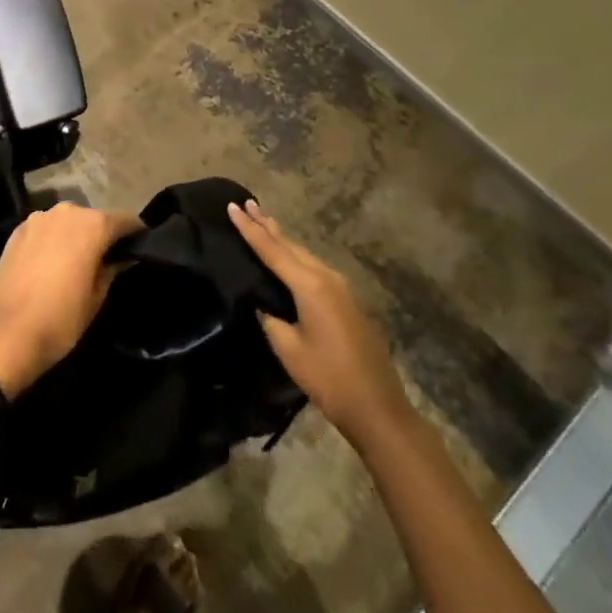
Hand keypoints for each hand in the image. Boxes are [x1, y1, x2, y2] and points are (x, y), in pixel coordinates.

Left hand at [0, 203, 142, 397]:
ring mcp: (38, 218)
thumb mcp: (97, 297)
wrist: (5, 333)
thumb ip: (111, 268)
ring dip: (76, 235)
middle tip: (109, 259)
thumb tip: (120, 257)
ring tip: (78, 261)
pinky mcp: (18, 230)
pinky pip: (45, 229)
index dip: (136, 233)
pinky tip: (52, 263)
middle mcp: (66, 211)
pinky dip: (53, 240)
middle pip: (94, 218)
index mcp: (92, 224)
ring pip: (67, 222)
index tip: (141, 247)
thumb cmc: (60, 319)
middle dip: (103, 234)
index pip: (125, 220)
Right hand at [228, 199, 408, 437]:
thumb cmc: (329, 378)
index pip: (271, 249)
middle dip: (267, 225)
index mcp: (309, 285)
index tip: (232, 206)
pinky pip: (315, 268)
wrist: (379, 408)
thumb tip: (264, 303)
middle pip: (290, 245)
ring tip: (264, 222)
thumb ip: (271, 318)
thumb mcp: (289, 349)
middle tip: (247, 204)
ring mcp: (342, 288)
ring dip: (283, 239)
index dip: (249, 228)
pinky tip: (289, 258)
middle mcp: (326, 277)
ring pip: (304, 254)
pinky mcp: (348, 301)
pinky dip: (296, 256)